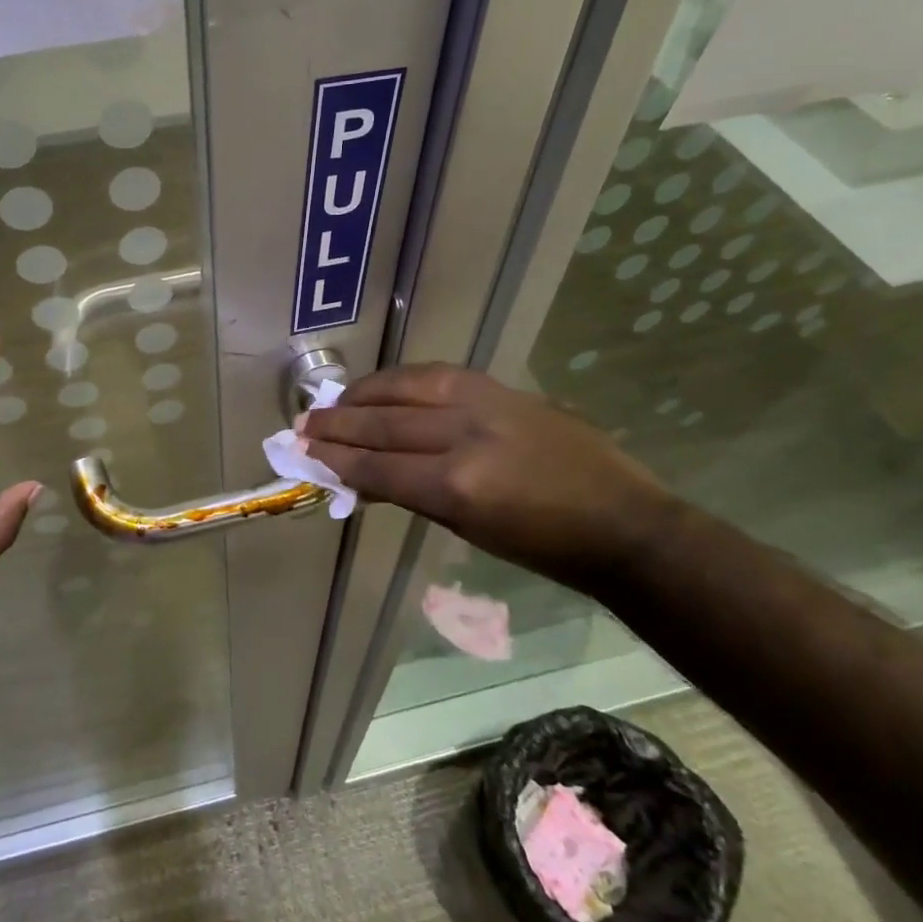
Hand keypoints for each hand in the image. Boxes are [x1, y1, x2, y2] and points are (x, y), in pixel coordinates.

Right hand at [299, 364, 681, 589]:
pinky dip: (401, 380)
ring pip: (406, 388)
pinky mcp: (502, 388)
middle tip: (302, 423)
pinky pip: (436, 375)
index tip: (303, 451)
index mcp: (458, 486)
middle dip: (338, 425)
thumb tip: (363, 476)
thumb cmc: (542, 546)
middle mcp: (465, 436)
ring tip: (335, 401)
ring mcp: (486, 404)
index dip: (337, 458)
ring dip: (363, 394)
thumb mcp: (469, 529)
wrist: (620, 520)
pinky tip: (383, 386)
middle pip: (384, 424)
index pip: (379, 466)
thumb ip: (412, 495)